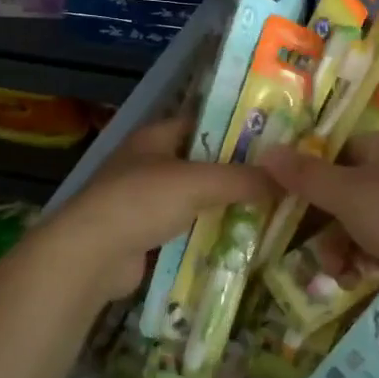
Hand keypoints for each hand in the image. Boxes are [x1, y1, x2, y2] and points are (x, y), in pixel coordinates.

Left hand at [44, 117, 272, 307]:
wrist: (91, 256)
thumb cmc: (141, 201)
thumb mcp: (197, 182)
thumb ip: (242, 178)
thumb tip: (288, 180)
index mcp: (156, 136)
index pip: (203, 121)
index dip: (236, 126)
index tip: (273, 138)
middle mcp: (150, 163)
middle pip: (202, 162)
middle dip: (237, 171)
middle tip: (280, 178)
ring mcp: (145, 201)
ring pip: (195, 198)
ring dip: (225, 205)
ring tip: (271, 210)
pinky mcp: (146, 235)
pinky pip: (186, 229)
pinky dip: (208, 233)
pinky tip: (241, 240)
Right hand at [260, 130, 378, 315]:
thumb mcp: (345, 193)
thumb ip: (304, 174)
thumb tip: (266, 151)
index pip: (335, 150)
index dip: (309, 174)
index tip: (287, 199)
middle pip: (342, 189)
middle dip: (322, 222)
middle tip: (304, 243)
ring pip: (355, 221)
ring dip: (337, 246)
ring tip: (335, 269)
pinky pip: (374, 243)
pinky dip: (359, 258)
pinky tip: (353, 277)